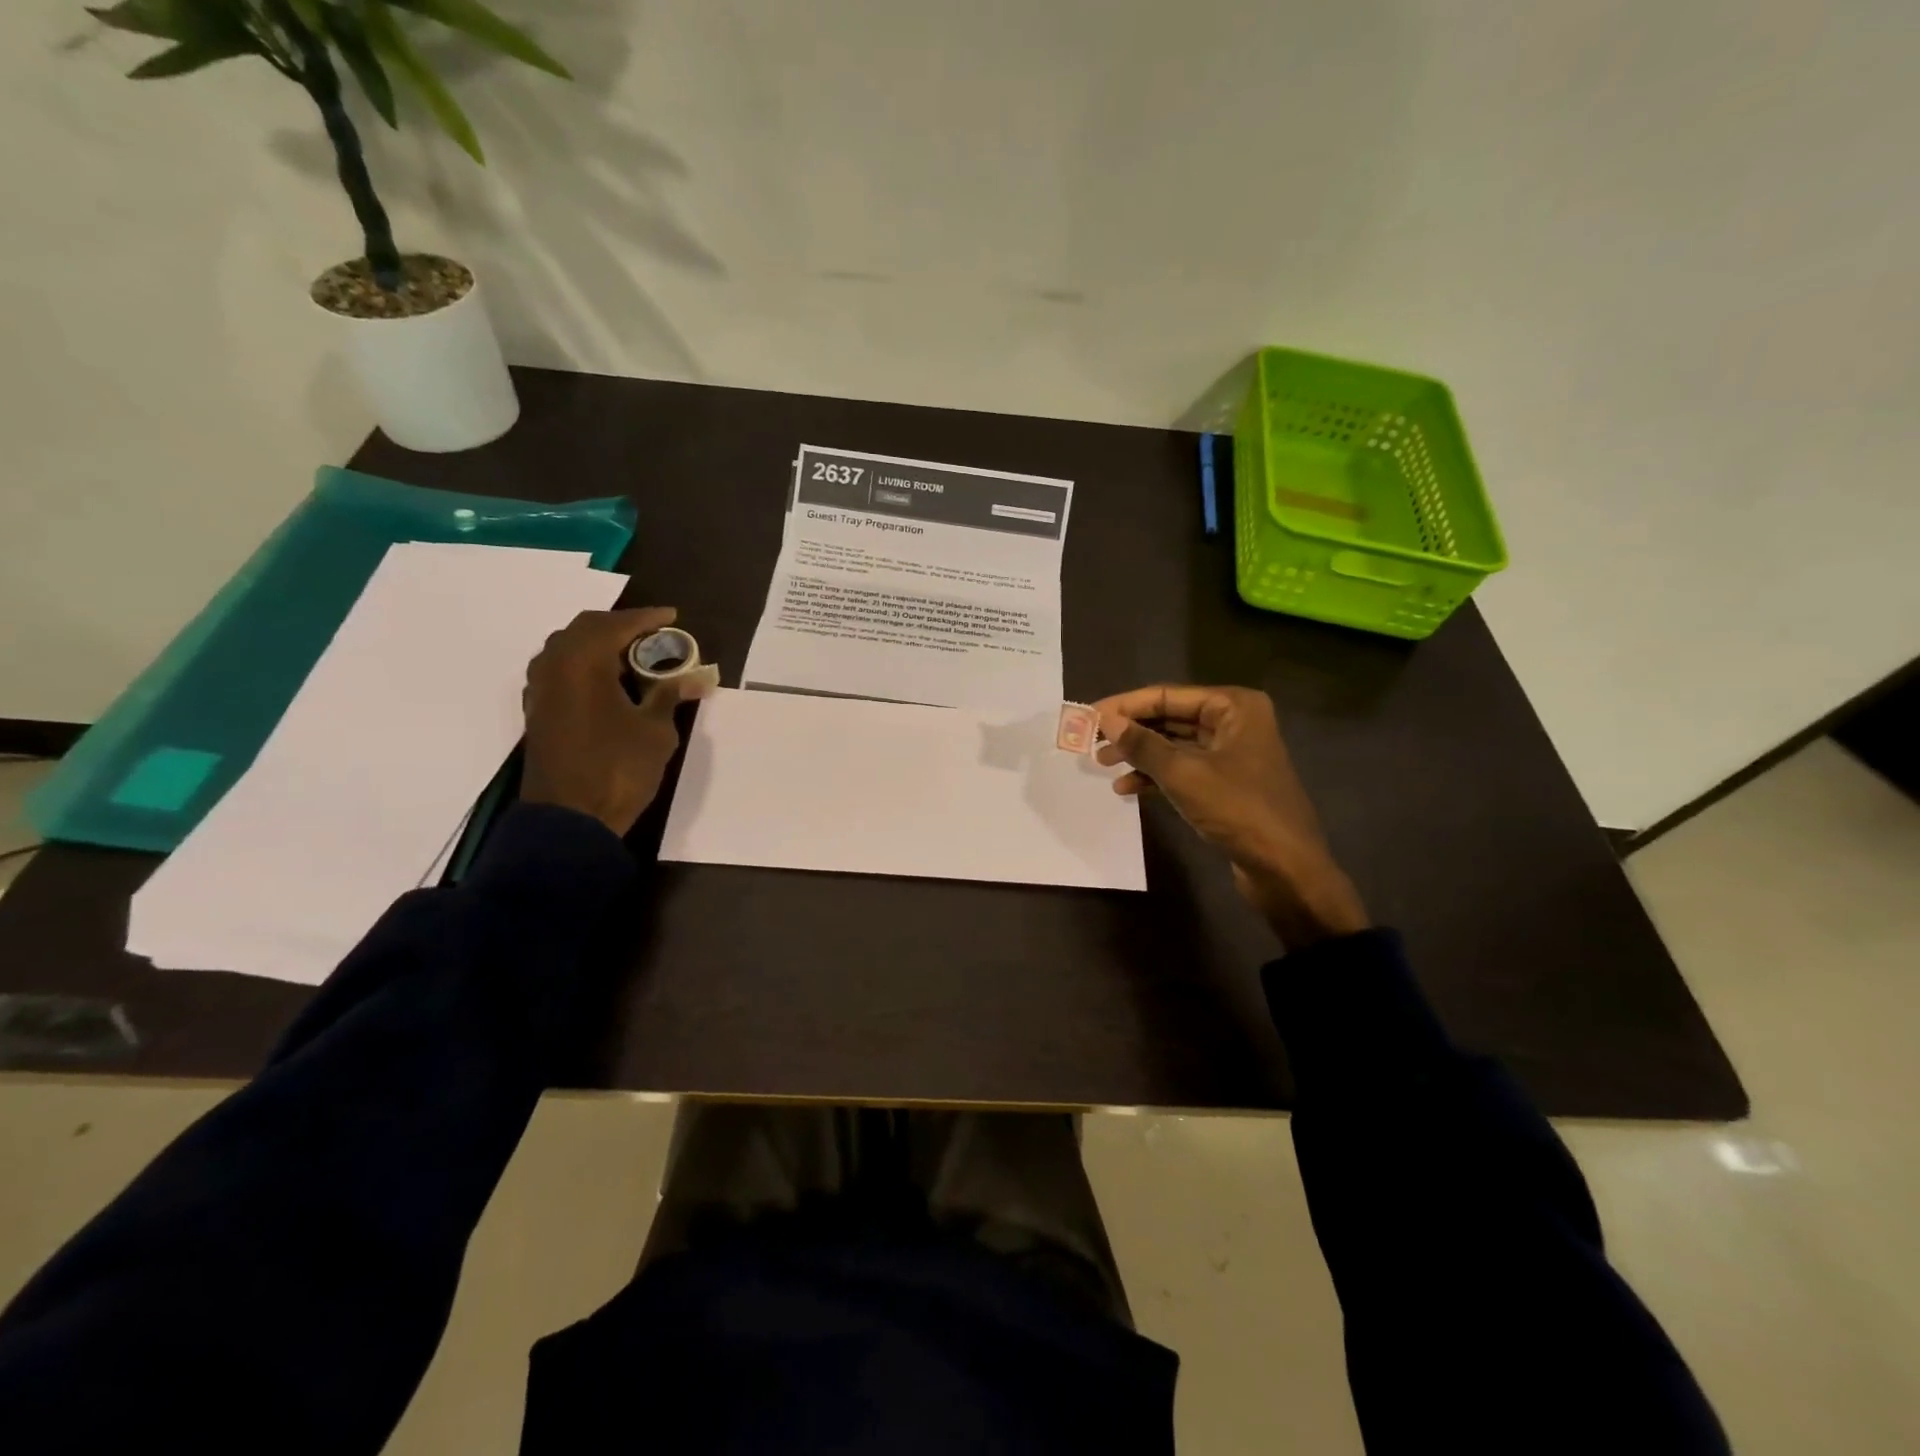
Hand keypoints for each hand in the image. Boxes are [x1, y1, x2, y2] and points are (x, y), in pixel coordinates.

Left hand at [520, 607, 712, 835]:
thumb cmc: (618, 768)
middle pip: (586, 629)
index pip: (617, 624)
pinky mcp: (538, 711)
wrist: (570, 818)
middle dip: (620, 626)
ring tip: (631, 654)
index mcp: (583, 662)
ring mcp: (540, 689)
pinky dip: (583, 665)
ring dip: (598, 644)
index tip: (673, 616)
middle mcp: (555, 666)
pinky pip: (559, 670)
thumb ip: (670, 696)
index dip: (647, 618)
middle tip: (653, 634)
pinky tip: (605, 681)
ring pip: (567, 648)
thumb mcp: (655, 730)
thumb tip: (697, 678)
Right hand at [1093, 684, 1368, 947]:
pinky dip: (1156, 776)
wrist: (1286, 869)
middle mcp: (1234, 722)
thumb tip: (1104, 719)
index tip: (1087, 717)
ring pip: (1174, 745)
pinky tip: (1128, 789)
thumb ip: (1142, 744)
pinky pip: (1183, 769)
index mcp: (1233, 706)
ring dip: (1139, 755)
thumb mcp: (1183, 774)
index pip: (1167, 695)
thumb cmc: (1238, 810)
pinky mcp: (1226, 783)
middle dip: (1130, 731)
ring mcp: (1231, 754)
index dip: (1125, 706)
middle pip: (1170, 717)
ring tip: (1103, 765)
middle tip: (1090, 742)